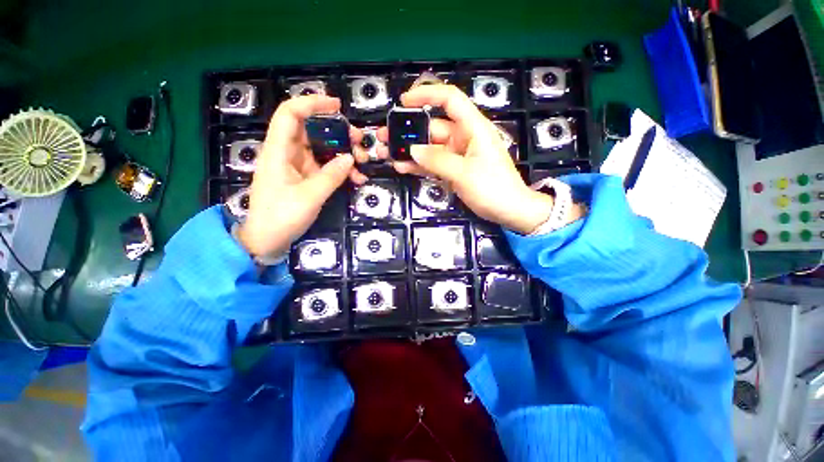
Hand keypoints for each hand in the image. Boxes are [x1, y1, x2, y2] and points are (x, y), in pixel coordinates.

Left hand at [238, 95, 365, 256]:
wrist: (267, 240)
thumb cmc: (282, 217)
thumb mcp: (310, 196)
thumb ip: (331, 176)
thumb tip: (350, 158)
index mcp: (279, 151)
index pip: (290, 114)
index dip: (311, 104)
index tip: (337, 106)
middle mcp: (287, 154)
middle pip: (312, 131)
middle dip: (338, 133)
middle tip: (360, 141)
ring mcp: (297, 167)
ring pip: (322, 150)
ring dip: (343, 153)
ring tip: (363, 162)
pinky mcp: (305, 179)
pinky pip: (325, 168)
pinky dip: (340, 171)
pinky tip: (356, 178)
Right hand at [378, 84, 553, 233]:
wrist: (508, 210)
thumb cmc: (493, 188)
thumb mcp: (464, 173)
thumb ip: (437, 160)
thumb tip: (413, 150)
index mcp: (472, 128)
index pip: (449, 100)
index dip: (427, 95)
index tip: (404, 102)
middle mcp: (463, 137)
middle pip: (432, 127)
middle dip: (408, 131)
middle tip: (384, 137)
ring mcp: (457, 155)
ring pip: (429, 148)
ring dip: (409, 150)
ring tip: (386, 153)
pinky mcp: (453, 170)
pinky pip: (432, 164)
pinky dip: (418, 165)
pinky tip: (401, 167)